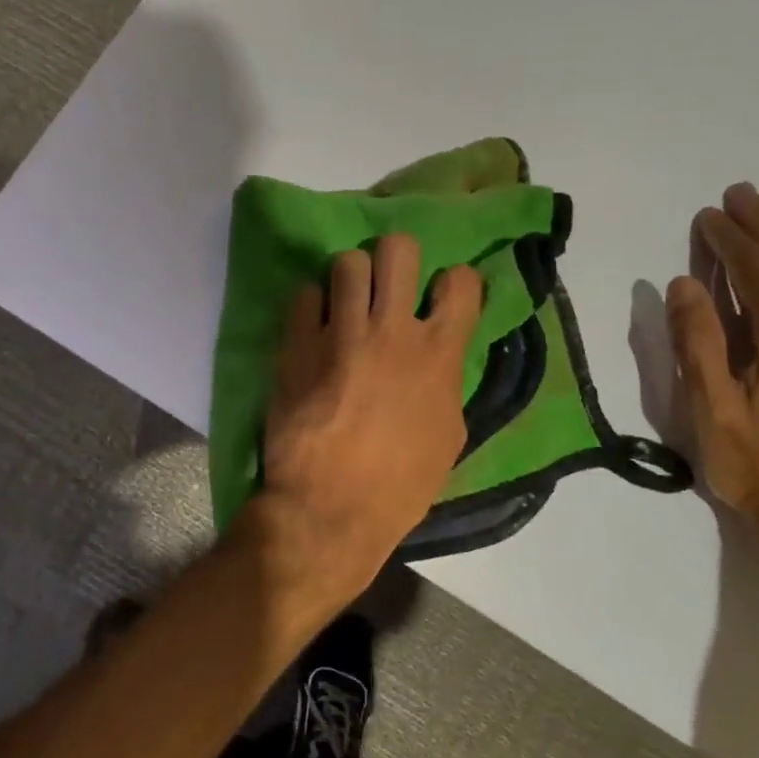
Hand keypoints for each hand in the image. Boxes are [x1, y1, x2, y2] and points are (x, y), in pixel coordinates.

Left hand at [257, 235, 483, 596]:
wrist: (329, 509)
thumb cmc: (398, 485)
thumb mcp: (448, 436)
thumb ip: (445, 383)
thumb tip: (436, 358)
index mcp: (439, 354)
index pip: (461, 281)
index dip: (452, 282)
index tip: (440, 295)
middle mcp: (393, 331)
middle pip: (398, 249)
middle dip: (394, 259)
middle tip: (385, 284)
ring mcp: (340, 333)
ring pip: (346, 262)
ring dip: (348, 278)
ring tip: (343, 303)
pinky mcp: (297, 344)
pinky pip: (304, 295)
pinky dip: (310, 307)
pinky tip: (311, 329)